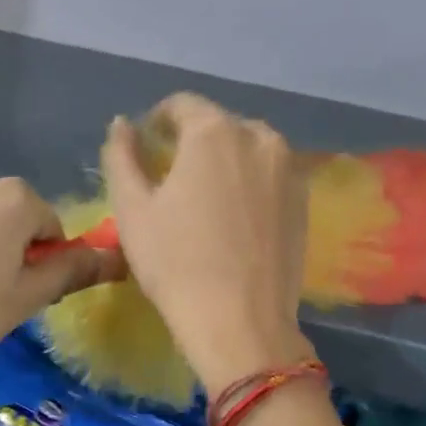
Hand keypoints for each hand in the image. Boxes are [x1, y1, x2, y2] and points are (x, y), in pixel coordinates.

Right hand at [102, 93, 313, 392]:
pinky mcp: (304, 201)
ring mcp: (289, 169)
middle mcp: (259, 138)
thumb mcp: (132, 209)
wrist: (239, 321)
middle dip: (192, 142)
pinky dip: (249, 184)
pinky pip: (270, 177)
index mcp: (214, 132)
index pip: (181, 104)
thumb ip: (121, 156)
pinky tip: (234, 219)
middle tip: (171, 179)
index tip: (146, 145)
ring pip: (248, 149)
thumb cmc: (175, 262)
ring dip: (224, 162)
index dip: (158, 120)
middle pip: (218, 125)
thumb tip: (122, 124)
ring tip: (204, 199)